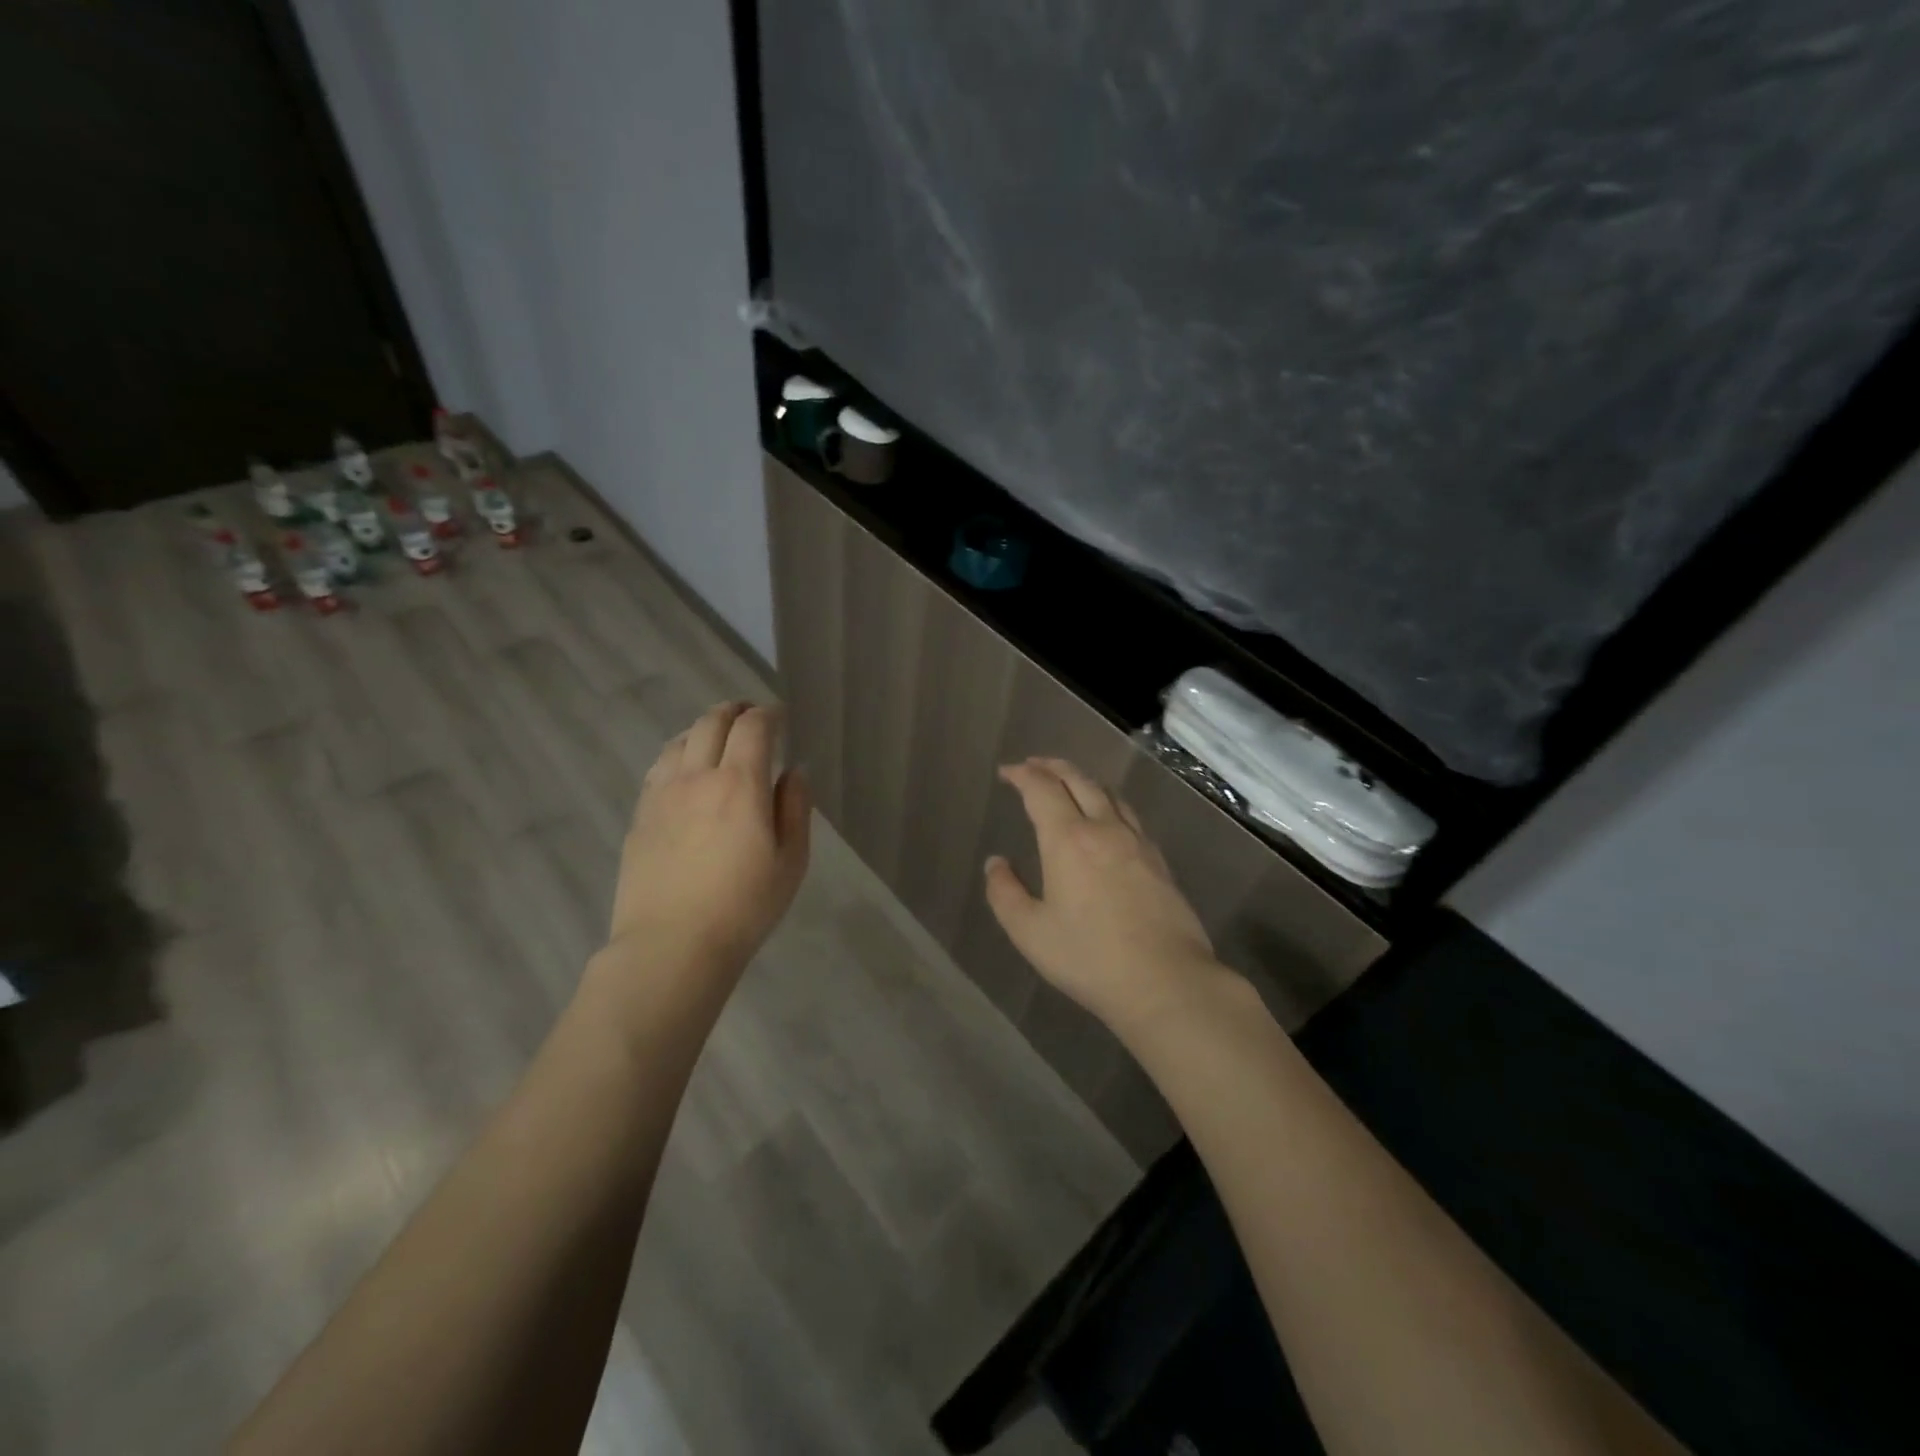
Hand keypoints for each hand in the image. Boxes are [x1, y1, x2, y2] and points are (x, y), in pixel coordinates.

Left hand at [606, 702, 811, 977]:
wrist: (672, 945)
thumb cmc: (744, 907)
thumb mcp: (790, 861)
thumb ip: (795, 808)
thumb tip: (794, 772)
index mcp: (740, 784)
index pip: (753, 727)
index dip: (768, 714)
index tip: (779, 716)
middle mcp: (697, 777)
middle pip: (711, 722)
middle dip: (734, 710)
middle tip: (749, 714)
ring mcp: (662, 795)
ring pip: (680, 740)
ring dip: (703, 728)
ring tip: (716, 737)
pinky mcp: (640, 816)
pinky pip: (659, 767)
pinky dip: (678, 754)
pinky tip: (684, 769)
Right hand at [985, 758, 1230, 1038]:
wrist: (1165, 980)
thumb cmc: (1089, 957)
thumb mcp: (1030, 932)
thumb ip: (1005, 893)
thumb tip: (996, 863)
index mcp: (1068, 839)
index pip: (1042, 789)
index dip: (1022, 774)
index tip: (1007, 772)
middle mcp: (1104, 828)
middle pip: (1078, 780)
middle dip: (1052, 767)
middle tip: (1034, 766)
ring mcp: (1137, 842)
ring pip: (1108, 793)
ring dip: (1083, 780)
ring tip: (1069, 784)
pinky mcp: (1159, 860)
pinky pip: (1129, 815)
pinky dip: (1108, 802)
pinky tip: (1108, 819)